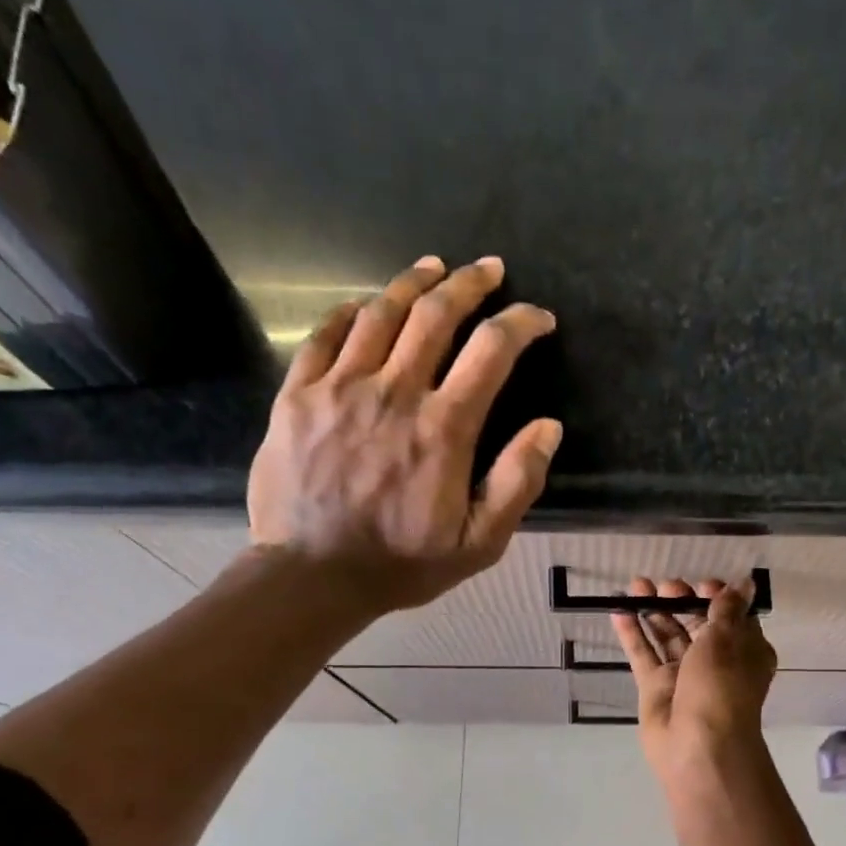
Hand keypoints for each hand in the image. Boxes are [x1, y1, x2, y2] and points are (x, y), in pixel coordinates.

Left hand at [247, 255, 562, 615]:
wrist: (312, 577)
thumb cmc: (401, 563)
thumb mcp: (479, 543)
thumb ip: (517, 483)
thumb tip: (548, 427)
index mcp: (443, 429)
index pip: (492, 351)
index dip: (522, 324)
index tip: (538, 318)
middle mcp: (394, 393)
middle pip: (436, 315)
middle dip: (470, 284)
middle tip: (489, 270)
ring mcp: (339, 389)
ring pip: (381, 314)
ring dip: (414, 283)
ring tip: (435, 268)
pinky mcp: (297, 396)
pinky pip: (325, 335)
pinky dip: (351, 311)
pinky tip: (366, 304)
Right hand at [611, 577, 776, 779]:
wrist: (699, 746)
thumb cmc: (721, 687)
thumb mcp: (727, 639)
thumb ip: (727, 608)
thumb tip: (745, 582)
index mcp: (744, 651)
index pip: (731, 617)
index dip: (717, 598)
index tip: (702, 585)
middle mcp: (715, 661)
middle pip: (695, 623)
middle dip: (680, 601)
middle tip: (665, 585)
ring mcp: (683, 675)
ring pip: (666, 636)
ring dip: (653, 610)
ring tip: (636, 586)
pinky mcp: (655, 687)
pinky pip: (643, 654)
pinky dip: (632, 634)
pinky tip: (617, 610)